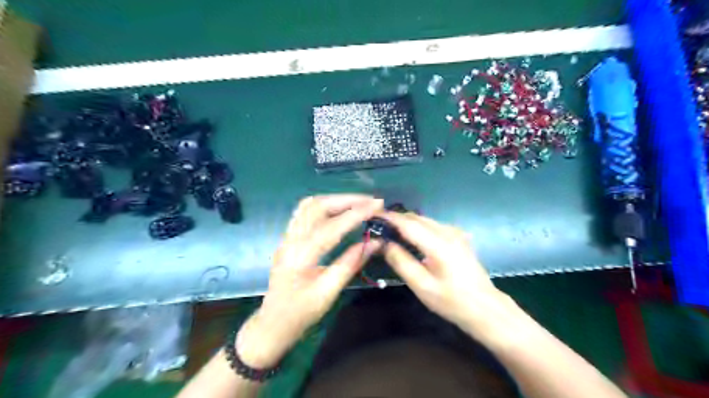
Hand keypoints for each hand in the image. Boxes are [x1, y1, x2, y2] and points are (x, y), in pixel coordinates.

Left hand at [236, 195, 382, 368]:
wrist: (272, 324)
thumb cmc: (300, 314)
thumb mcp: (328, 293)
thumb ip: (351, 264)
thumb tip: (375, 242)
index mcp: (301, 256)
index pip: (332, 226)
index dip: (357, 213)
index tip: (378, 205)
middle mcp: (291, 240)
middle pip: (318, 207)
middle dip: (347, 200)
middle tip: (371, 202)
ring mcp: (287, 237)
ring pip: (310, 205)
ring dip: (335, 199)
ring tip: (358, 203)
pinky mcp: (288, 238)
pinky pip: (304, 212)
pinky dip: (324, 205)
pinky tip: (337, 209)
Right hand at [382, 212, 516, 338]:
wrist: (484, 307)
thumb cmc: (451, 301)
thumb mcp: (422, 286)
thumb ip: (401, 262)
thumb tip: (384, 244)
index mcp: (439, 244)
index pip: (409, 224)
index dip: (390, 218)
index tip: (373, 216)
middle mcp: (448, 232)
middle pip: (417, 218)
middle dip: (397, 218)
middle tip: (379, 226)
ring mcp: (456, 233)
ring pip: (425, 220)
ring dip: (408, 222)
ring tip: (391, 231)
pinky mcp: (459, 237)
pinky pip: (433, 225)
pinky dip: (419, 226)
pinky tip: (411, 237)